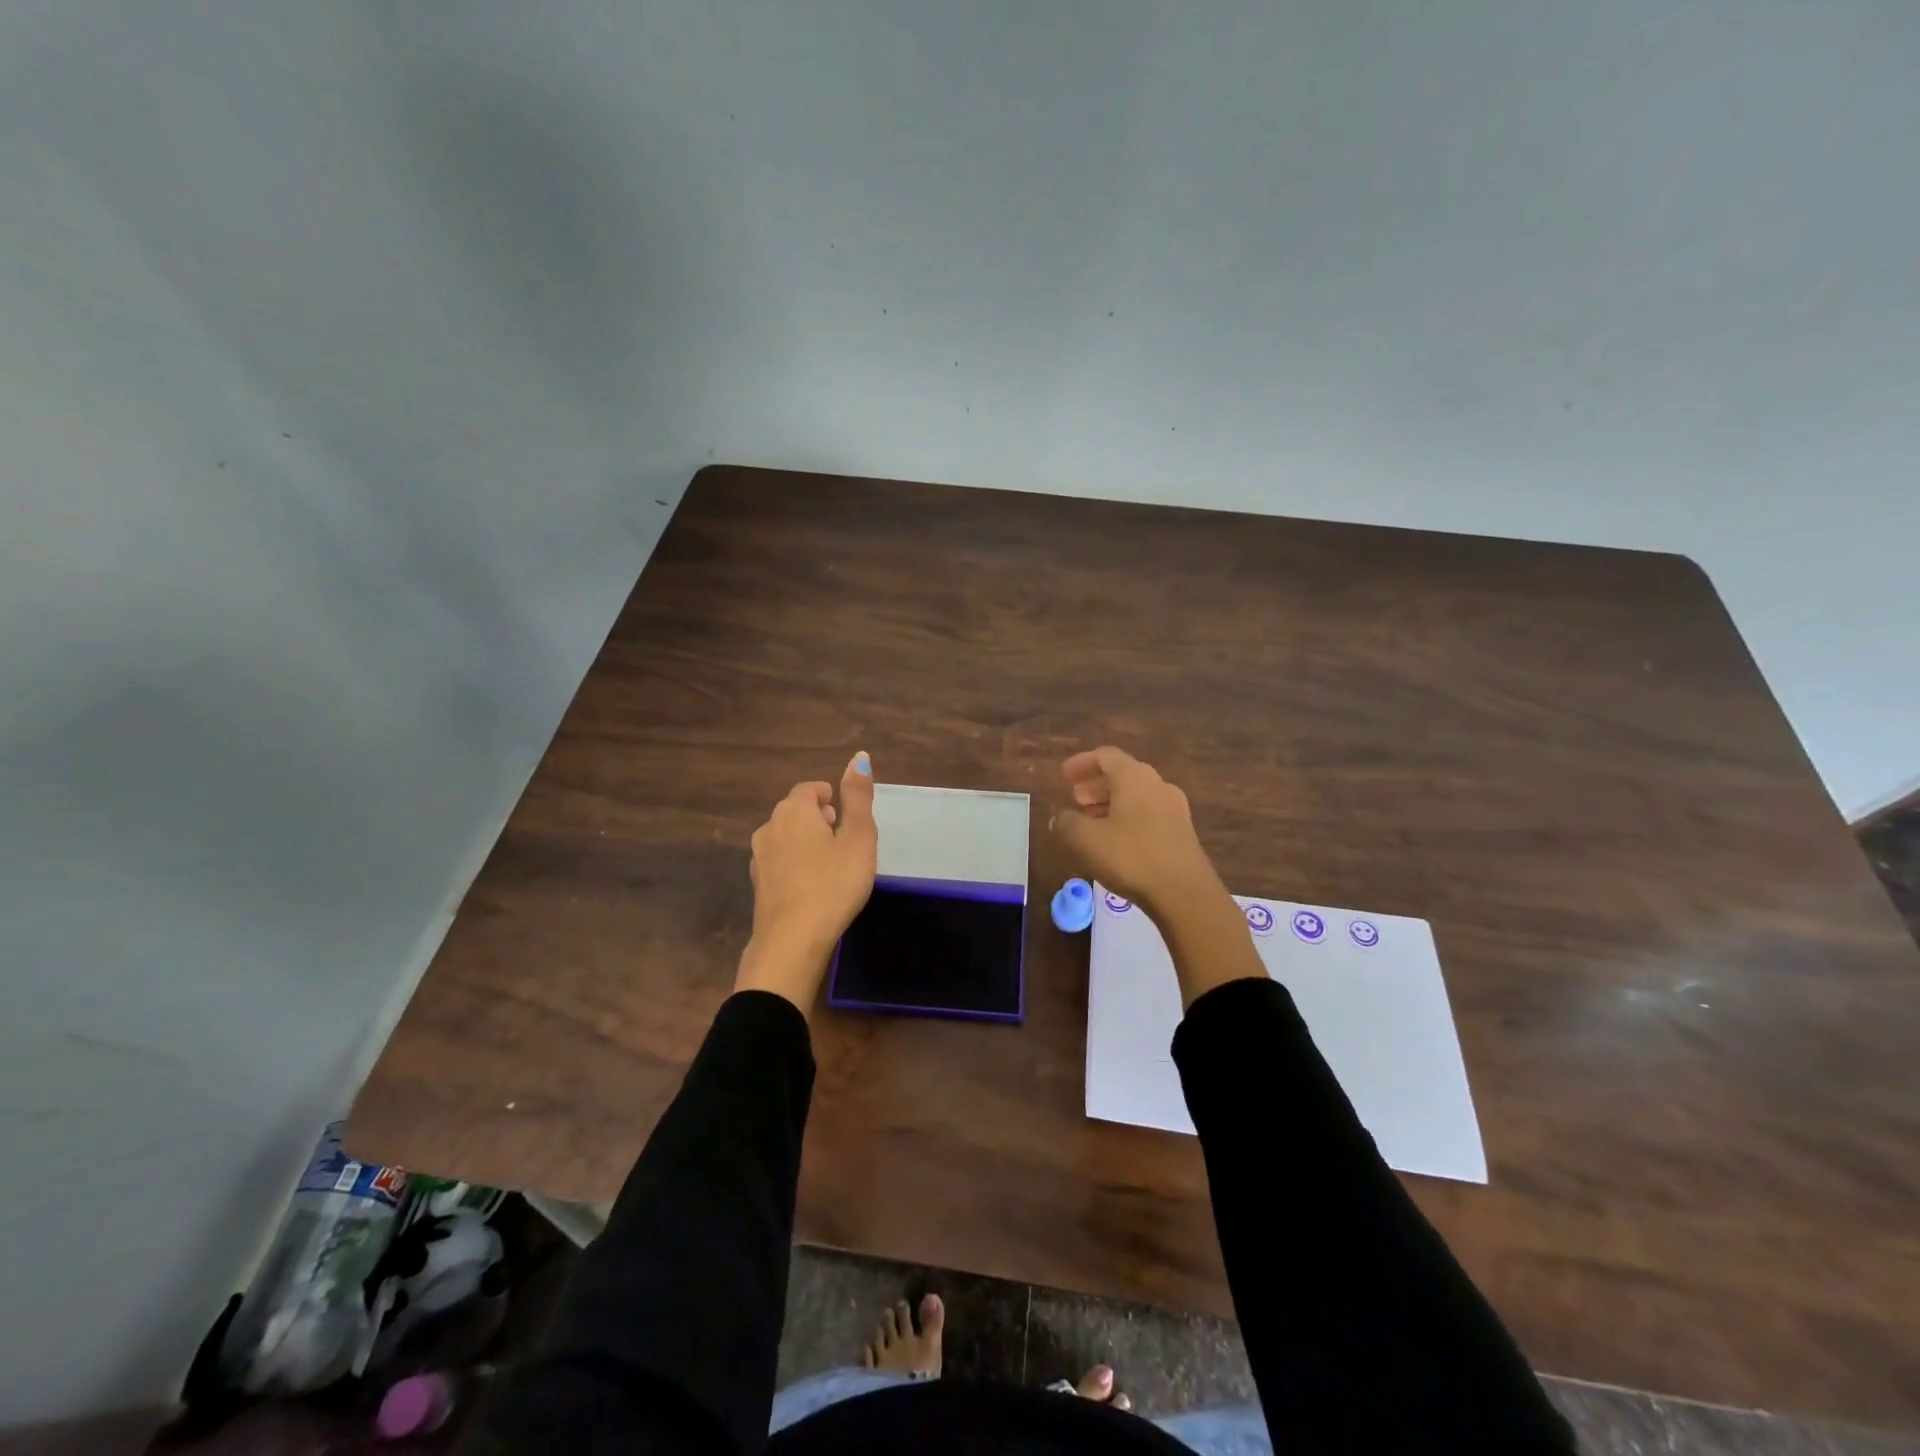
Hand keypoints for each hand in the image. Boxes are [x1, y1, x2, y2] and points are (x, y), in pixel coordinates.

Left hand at [735, 752, 878, 1012]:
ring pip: (784, 837)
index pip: (809, 789)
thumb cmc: (833, 883)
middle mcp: (769, 827)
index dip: (829, 796)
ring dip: (804, 841)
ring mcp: (759, 858)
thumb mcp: (858, 838)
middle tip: (841, 835)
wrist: (792, 940)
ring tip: (829, 861)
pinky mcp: (758, 885)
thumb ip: (858, 797)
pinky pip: (779, 862)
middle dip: (816, 817)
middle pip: (794, 811)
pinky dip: (794, 864)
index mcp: (794, 810)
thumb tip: (859, 756)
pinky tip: (811, 884)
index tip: (844, 813)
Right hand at [1050, 747, 1219, 915]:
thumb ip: (1067, 822)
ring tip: (1090, 821)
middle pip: (1123, 775)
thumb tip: (1061, 816)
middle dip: (1096, 785)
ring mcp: (1174, 809)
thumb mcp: (1085, 839)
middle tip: (1075, 798)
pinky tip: (1115, 841)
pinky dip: (1127, 818)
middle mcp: (1158, 785)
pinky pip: (1149, 815)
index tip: (1064, 776)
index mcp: (1134, 777)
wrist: (1185, 894)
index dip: (1082, 763)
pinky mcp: (1182, 833)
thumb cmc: (1131, 857)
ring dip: (1111, 803)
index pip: (1105, 756)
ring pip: (1137, 796)